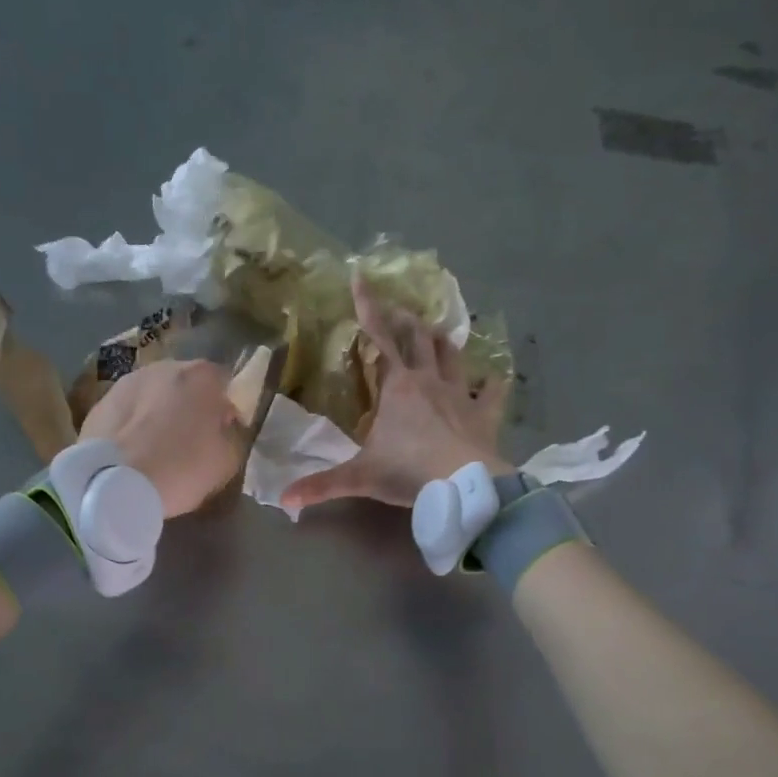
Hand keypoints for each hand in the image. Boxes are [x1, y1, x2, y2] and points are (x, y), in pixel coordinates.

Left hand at [80, 359, 244, 516]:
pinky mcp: (99, 402)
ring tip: (157, 446)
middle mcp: (164, 367)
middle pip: (185, 384)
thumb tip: (221, 426)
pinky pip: (128, 411)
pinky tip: (132, 451)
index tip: (223, 432)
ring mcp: (127, 382)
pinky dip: (133, 424)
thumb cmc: (180, 469)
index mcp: (201, 377)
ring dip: (158, 412)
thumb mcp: (226, 460)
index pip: (224, 383)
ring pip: (153, 395)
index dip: (225, 409)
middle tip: (190, 439)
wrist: (113, 485)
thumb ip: (230, 435)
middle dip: (190, 406)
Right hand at [282, 276, 512, 512]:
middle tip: (400, 312)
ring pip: (453, 355)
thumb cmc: (409, 472)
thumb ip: (322, 485)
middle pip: (418, 338)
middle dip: (406, 320)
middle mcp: (429, 381)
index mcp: (397, 387)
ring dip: (443, 341)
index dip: (368, 306)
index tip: (360, 277)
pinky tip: (494, 378)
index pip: (379, 337)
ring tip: (437, 332)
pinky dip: (492, 383)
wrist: (464, 486)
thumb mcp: (361, 478)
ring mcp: (460, 394)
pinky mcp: (485, 414)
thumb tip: (283, 499)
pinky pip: (491, 391)